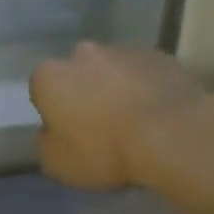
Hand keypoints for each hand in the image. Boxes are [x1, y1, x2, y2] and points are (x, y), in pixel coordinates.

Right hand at [28, 41, 213, 189]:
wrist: (172, 135)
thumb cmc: (103, 150)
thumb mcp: (57, 163)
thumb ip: (47, 142)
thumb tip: (53, 132)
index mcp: (50, 76)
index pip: (41, 89)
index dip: (53, 111)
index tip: (67, 132)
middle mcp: (82, 53)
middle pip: (77, 73)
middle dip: (84, 92)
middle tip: (99, 125)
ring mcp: (123, 50)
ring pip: (112, 71)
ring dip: (116, 89)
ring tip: (132, 122)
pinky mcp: (160, 55)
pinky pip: (144, 74)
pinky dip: (145, 89)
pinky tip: (156, 115)